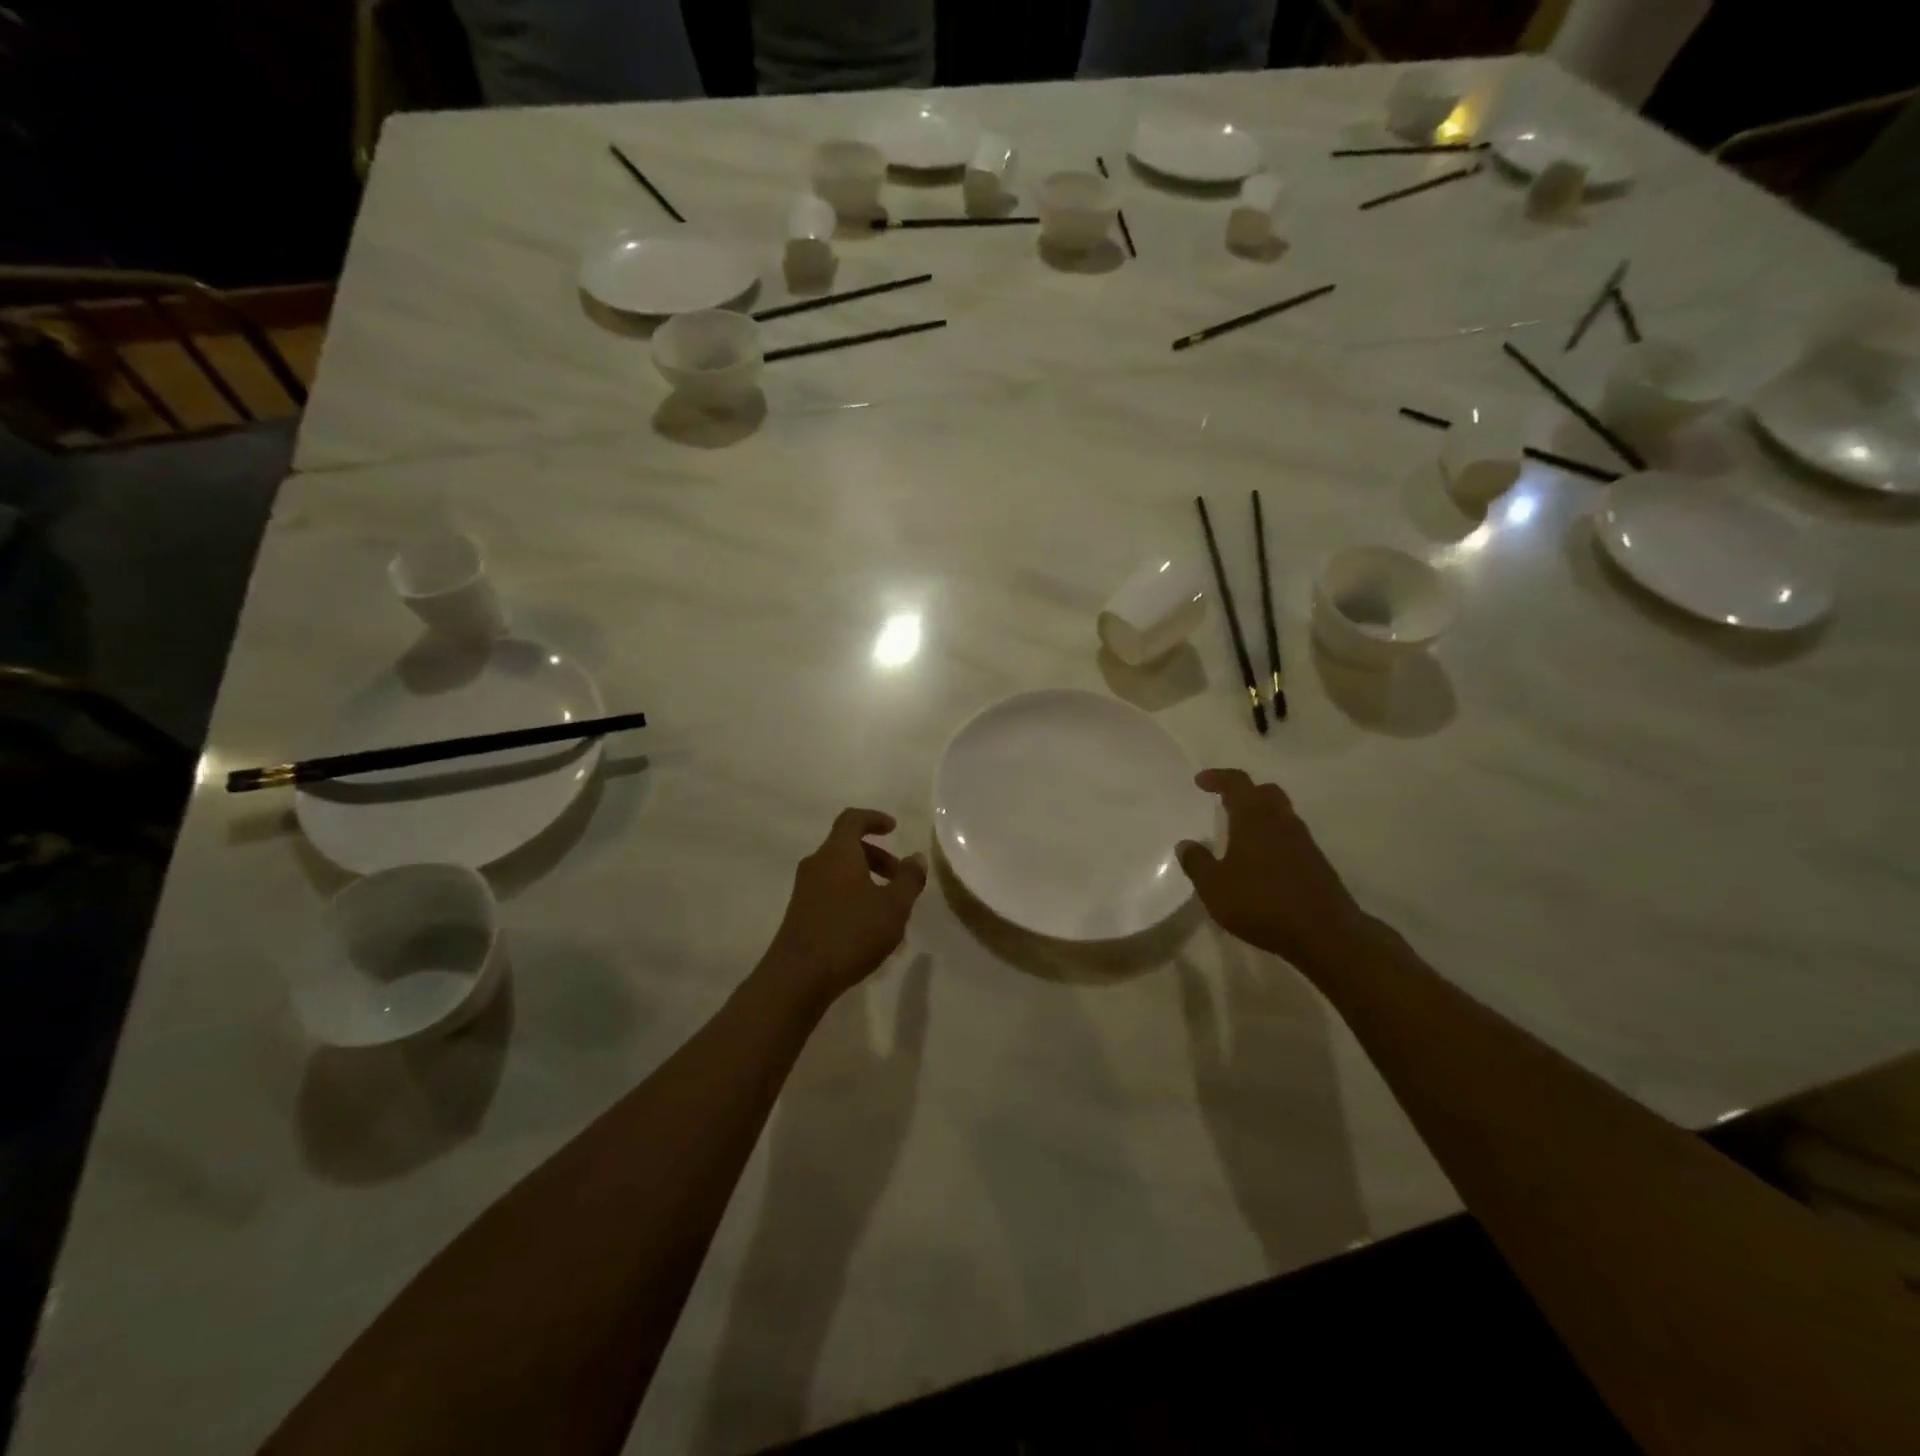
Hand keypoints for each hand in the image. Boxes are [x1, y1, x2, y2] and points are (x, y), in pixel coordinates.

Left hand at [763, 809, 926, 1003]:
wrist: (798, 978)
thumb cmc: (850, 933)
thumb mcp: (893, 907)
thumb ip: (909, 879)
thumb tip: (916, 857)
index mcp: (837, 853)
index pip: (852, 819)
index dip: (874, 819)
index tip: (894, 828)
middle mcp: (816, 864)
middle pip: (847, 847)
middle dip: (877, 857)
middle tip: (900, 878)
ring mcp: (804, 890)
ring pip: (839, 872)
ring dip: (866, 880)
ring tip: (889, 909)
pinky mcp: (800, 914)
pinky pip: (831, 892)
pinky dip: (852, 897)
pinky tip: (868, 928)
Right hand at [1176, 769, 1371, 971]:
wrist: (1324, 933)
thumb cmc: (1261, 902)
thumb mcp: (1214, 887)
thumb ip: (1197, 863)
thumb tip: (1186, 844)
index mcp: (1254, 818)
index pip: (1237, 783)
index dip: (1218, 777)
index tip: (1201, 781)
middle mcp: (1281, 821)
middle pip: (1265, 792)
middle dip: (1244, 793)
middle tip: (1224, 803)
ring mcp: (1303, 842)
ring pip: (1281, 814)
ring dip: (1261, 816)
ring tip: (1240, 834)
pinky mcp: (1317, 863)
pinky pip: (1291, 838)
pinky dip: (1274, 839)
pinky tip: (1261, 862)